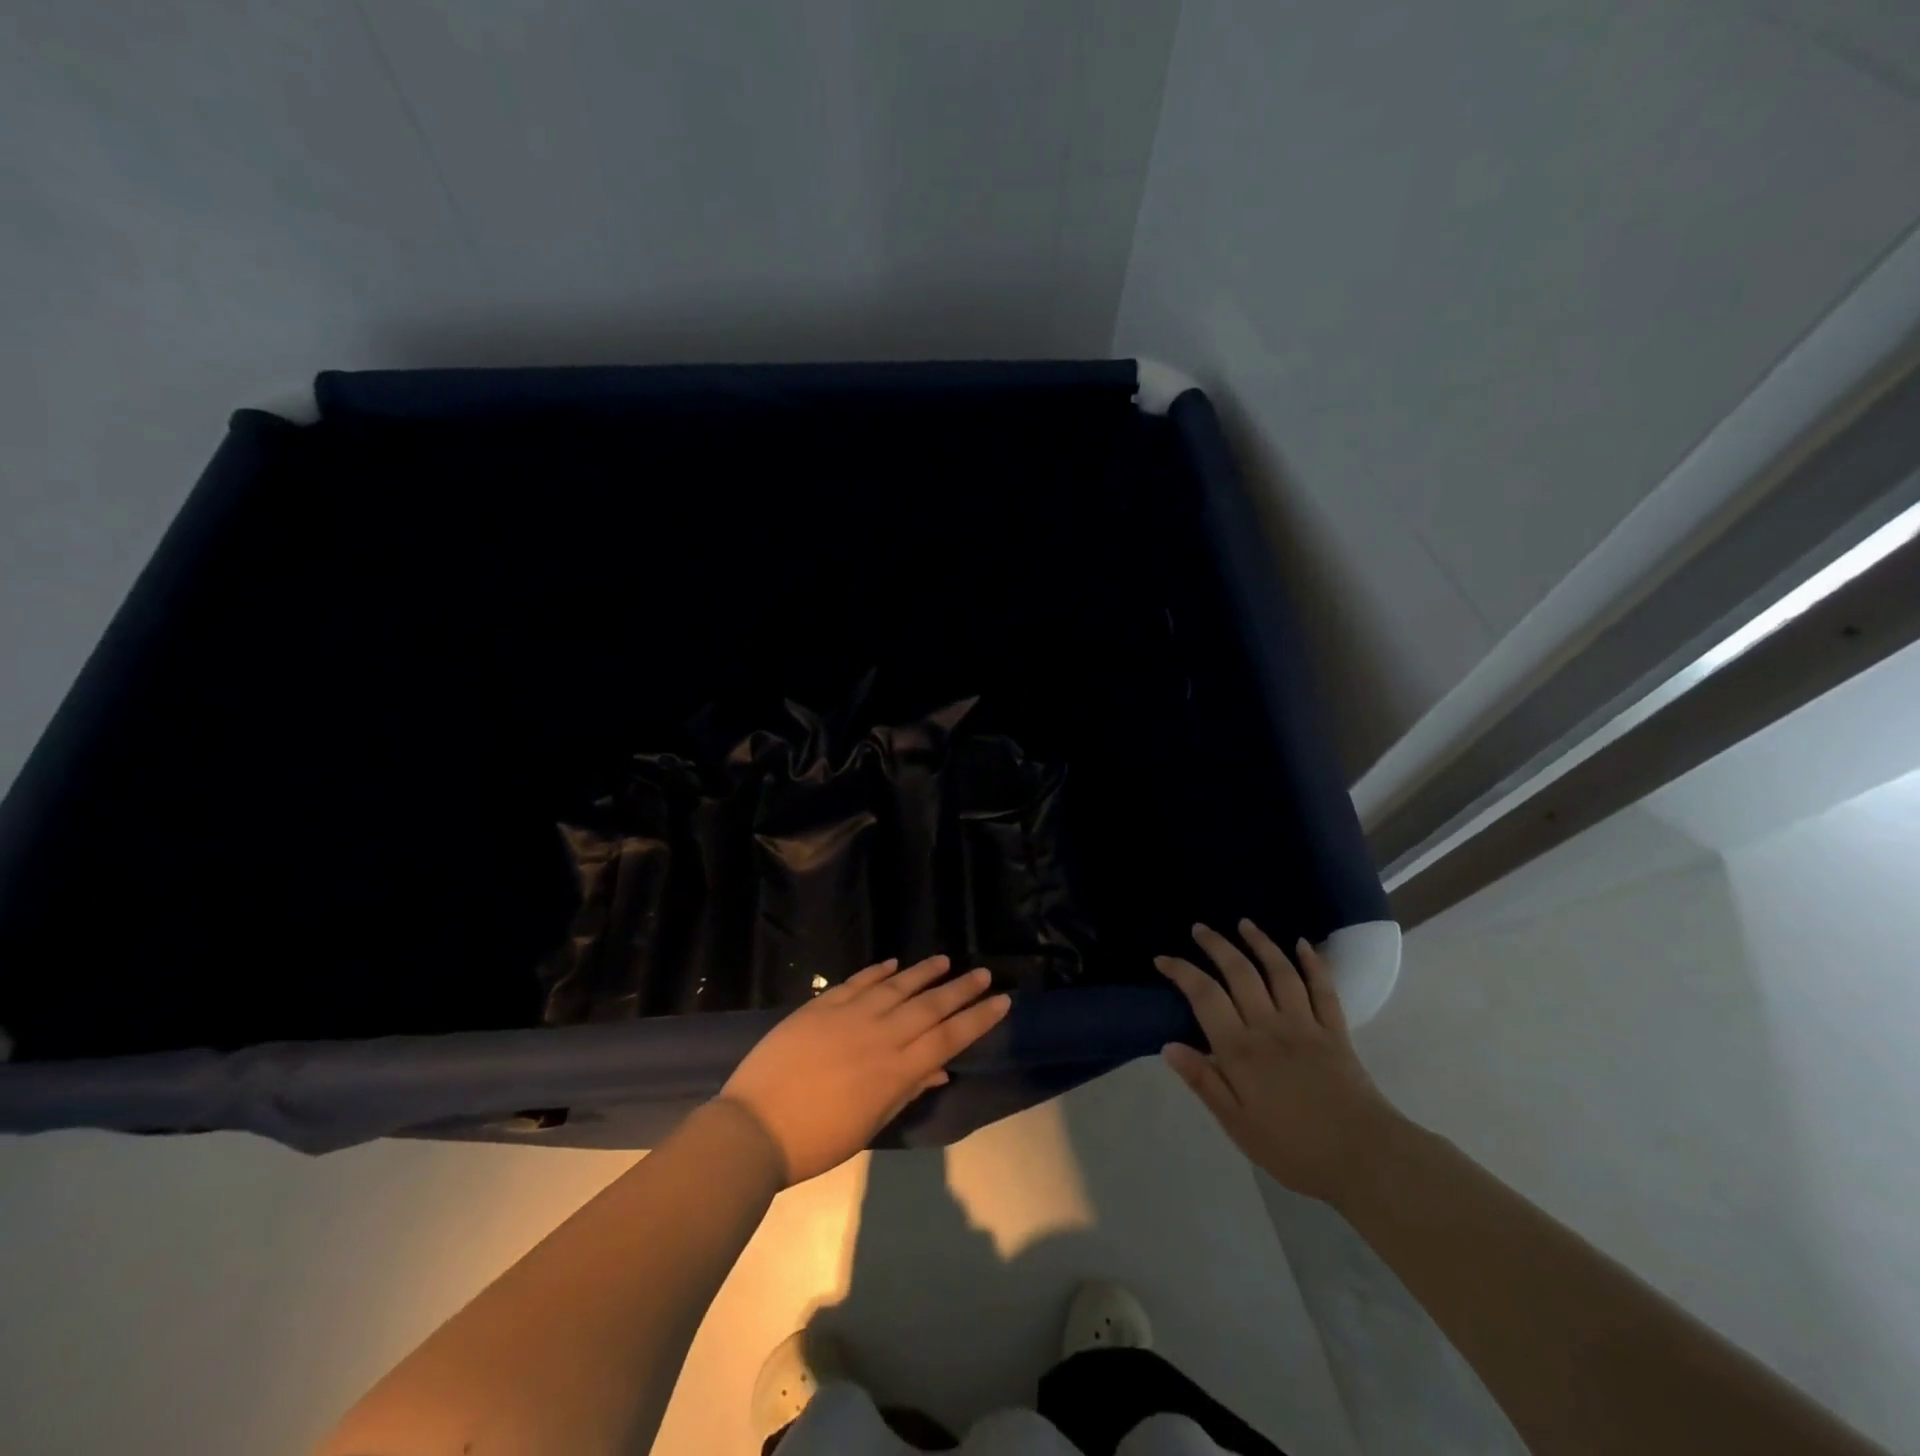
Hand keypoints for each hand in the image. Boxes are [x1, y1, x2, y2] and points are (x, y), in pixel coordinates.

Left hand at [719, 955, 1010, 1185]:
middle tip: (984, 974)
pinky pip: (858, 981)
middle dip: (961, 990)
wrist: (754, 1127)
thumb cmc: (816, 1140)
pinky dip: (879, 971)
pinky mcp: (822, 1005)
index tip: (1002, 1001)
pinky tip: (894, 963)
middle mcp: (881, 1035)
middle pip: (930, 1007)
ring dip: (925, 973)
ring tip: (946, 960)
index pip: (948, 1038)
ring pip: (898, 986)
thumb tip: (938, 1071)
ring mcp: (850, 1016)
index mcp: (896, 1071)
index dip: (978, 1019)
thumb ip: (905, 1092)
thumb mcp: (869, 1124)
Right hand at [1157, 919, 1404, 1204]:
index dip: (1181, 971)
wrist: (1367, 1160)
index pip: (1204, 996)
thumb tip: (1168, 1047)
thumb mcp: (1238, 1125)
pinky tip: (1303, 944)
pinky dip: (1312, 962)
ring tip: (1244, 923)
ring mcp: (1305, 1025)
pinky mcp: (1336, 1031)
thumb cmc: (1294, 1149)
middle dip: (1216, 945)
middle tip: (1200, 928)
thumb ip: (1204, 1082)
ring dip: (1260, 943)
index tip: (1162, 959)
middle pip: (1239, 972)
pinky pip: (1323, 988)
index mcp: (1241, 1050)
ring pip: (1279, 971)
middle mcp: (1269, 1026)